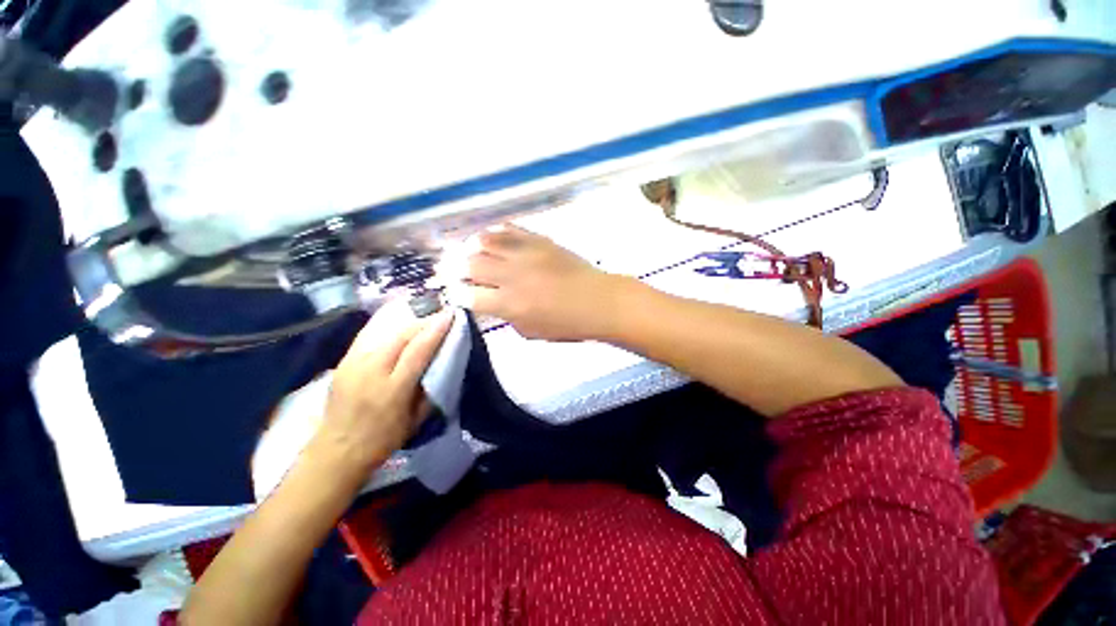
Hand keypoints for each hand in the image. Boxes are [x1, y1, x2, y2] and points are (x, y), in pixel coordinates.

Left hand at [308, 301, 452, 481]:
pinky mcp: (343, 362)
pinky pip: (368, 336)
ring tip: (423, 314)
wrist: (336, 450)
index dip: (435, 330)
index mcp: (393, 389)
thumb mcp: (415, 421)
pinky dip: (387, 325)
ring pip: (385, 332)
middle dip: (424, 320)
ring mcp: (353, 364)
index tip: (450, 314)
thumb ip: (430, 390)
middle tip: (440, 312)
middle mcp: (371, 372)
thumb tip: (442, 363)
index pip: (418, 351)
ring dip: (408, 321)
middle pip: (401, 336)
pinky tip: (398, 320)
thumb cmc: (383, 440)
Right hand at [439, 224, 620, 340]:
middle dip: (454, 267)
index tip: (453, 291)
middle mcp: (512, 276)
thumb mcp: (531, 331)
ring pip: (485, 241)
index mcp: (509, 305)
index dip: (456, 293)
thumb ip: (506, 316)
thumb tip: (491, 302)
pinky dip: (495, 232)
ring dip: (470, 246)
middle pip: (470, 265)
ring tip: (467, 250)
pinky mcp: (539, 240)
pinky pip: (510, 229)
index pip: (469, 296)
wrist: (598, 301)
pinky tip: (491, 236)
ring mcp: (525, 254)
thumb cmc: (566, 324)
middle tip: (450, 268)